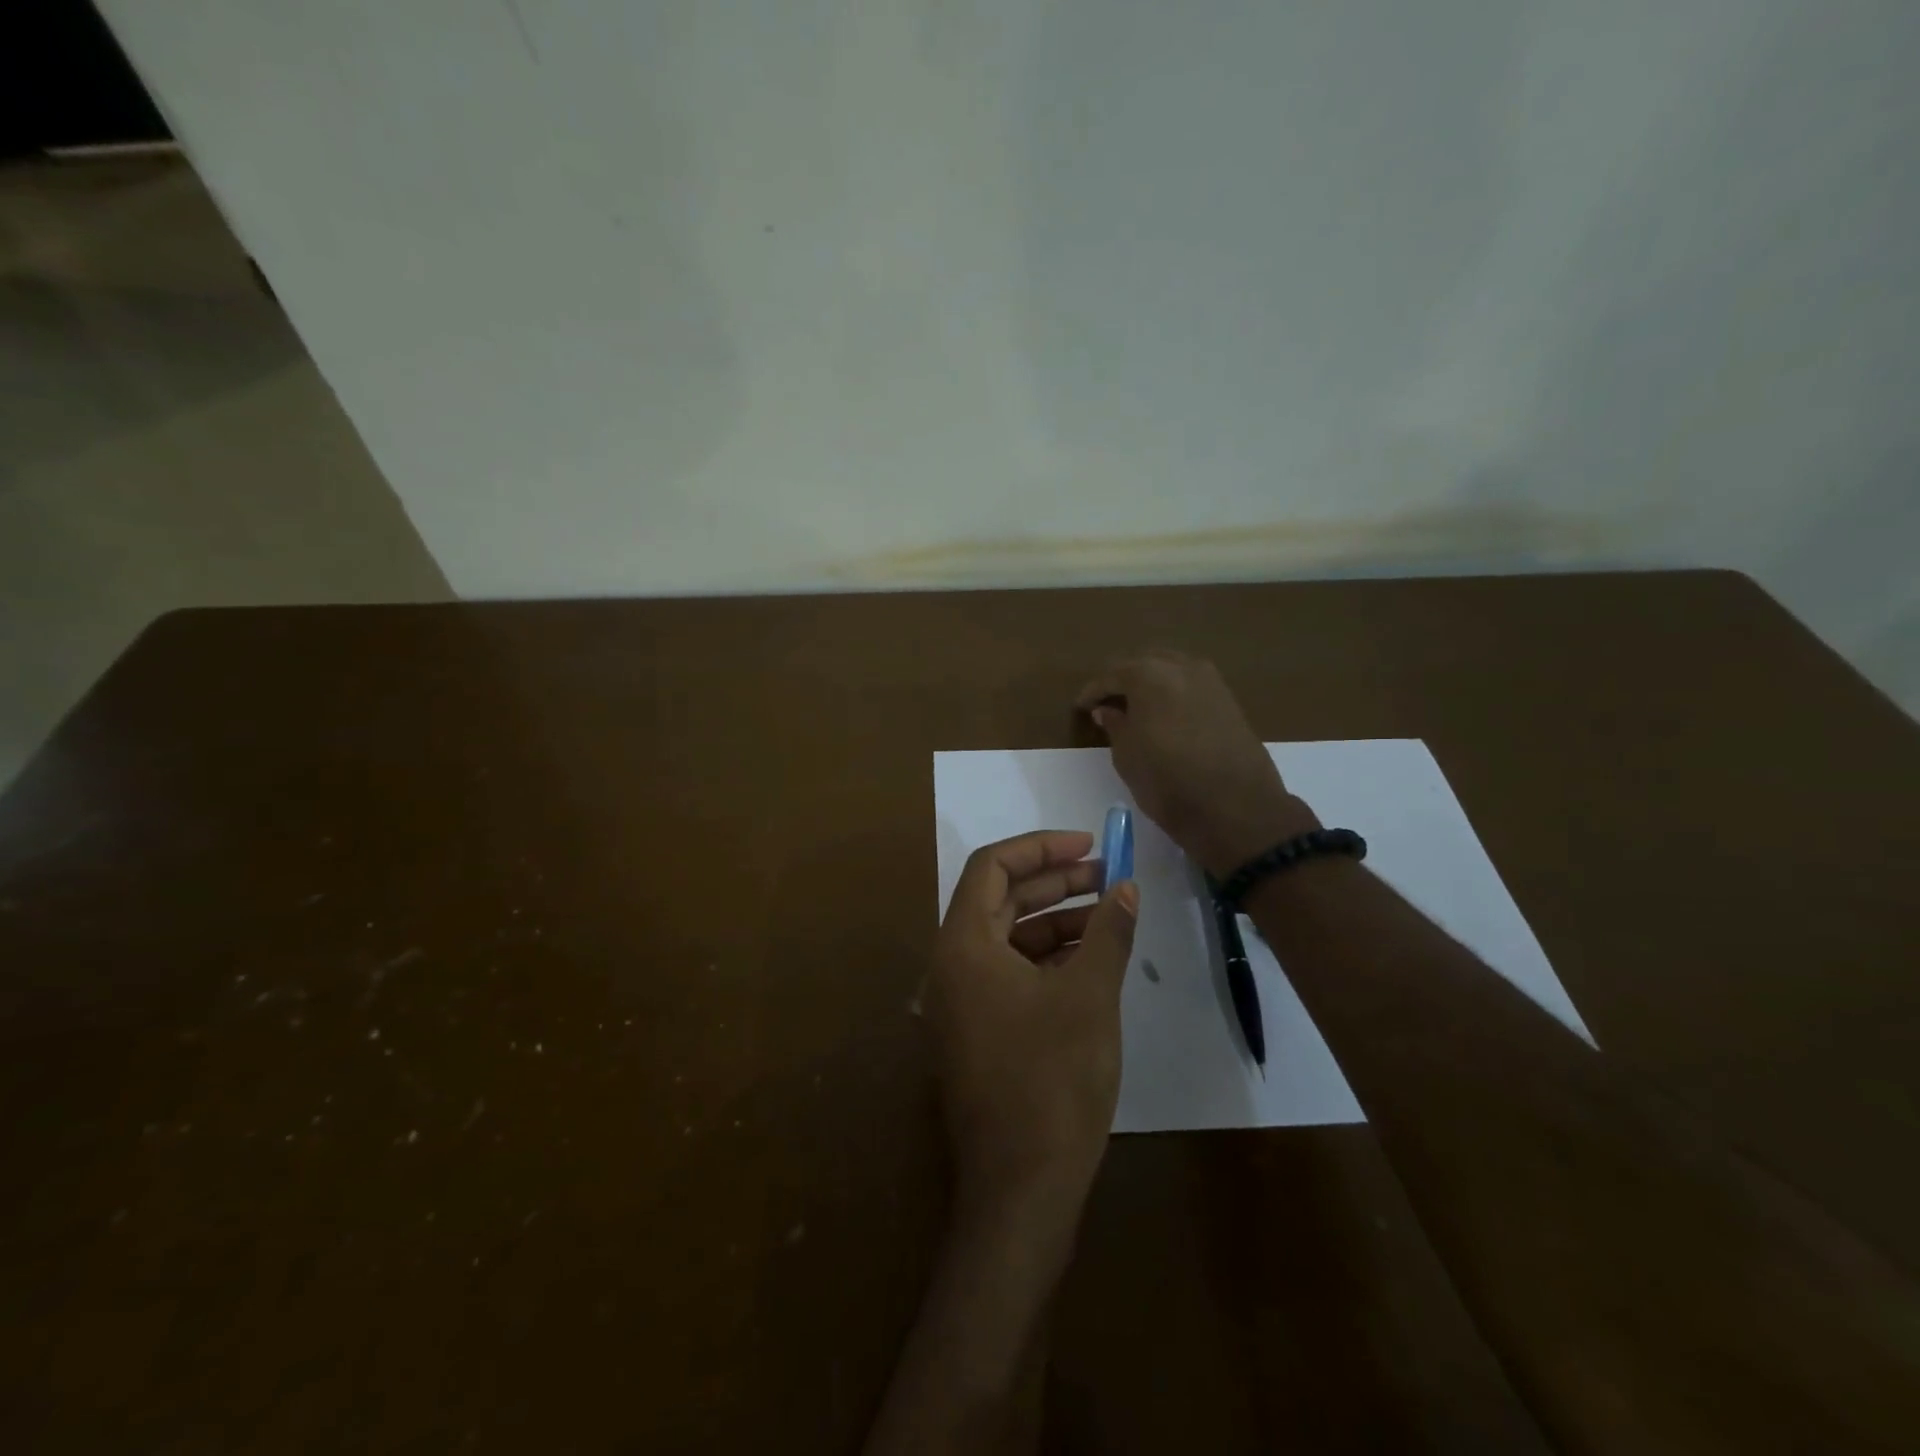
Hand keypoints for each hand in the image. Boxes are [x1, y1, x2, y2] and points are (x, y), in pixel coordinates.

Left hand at [926, 831, 1138, 1236]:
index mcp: (962, 944)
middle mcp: (950, 964)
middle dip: (1054, 882)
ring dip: (1055, 920)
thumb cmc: (1052, 1081)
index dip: (1040, 847)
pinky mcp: (977, 1030)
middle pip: (999, 899)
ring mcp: (960, 1000)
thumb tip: (1125, 888)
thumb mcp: (1090, 996)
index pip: (992, 867)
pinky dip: (1046, 958)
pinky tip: (1089, 959)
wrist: (1021, 1188)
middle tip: (1108, 876)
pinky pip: (1009, 973)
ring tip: (1108, 913)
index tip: (1088, 844)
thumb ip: (1108, 932)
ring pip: (1007, 937)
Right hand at [1076, 650, 1317, 876]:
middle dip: (1123, 679)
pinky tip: (1165, 714)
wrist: (1236, 808)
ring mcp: (1211, 681)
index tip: (1081, 707)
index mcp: (1150, 675)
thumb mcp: (1127, 756)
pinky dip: (1173, 692)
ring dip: (1151, 683)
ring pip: (1171, 669)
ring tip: (1136, 708)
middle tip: (1107, 702)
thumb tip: (1108, 709)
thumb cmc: (1168, 782)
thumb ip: (1115, 725)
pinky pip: (1191, 684)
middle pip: (1144, 662)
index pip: (1112, 674)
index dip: (1093, 691)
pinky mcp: (1229, 700)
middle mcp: (1182, 667)